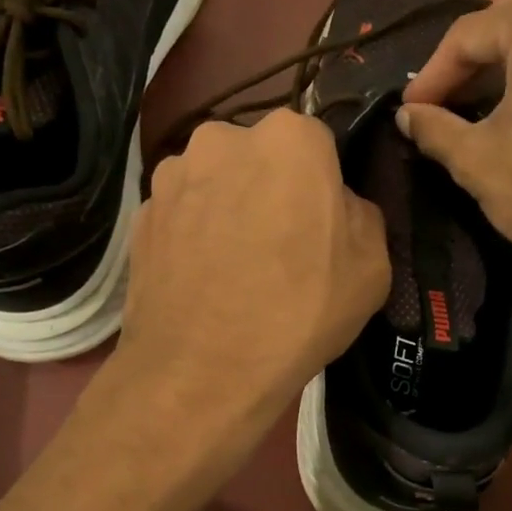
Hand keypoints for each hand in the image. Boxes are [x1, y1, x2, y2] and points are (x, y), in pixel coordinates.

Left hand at [120, 111, 390, 422]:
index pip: (318, 143)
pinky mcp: (139, 215)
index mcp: (290, 138)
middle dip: (273, 187)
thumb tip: (337, 206)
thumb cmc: (301, 311)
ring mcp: (172, 175)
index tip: (323, 223)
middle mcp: (223, 138)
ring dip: (229, 208)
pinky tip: (203, 280)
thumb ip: (360, 213)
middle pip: (261, 156)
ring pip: (217, 182)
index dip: (323, 184)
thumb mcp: (373, 265)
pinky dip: (194, 235)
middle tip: (281, 245)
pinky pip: (182, 214)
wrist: (203, 371)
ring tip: (235, 267)